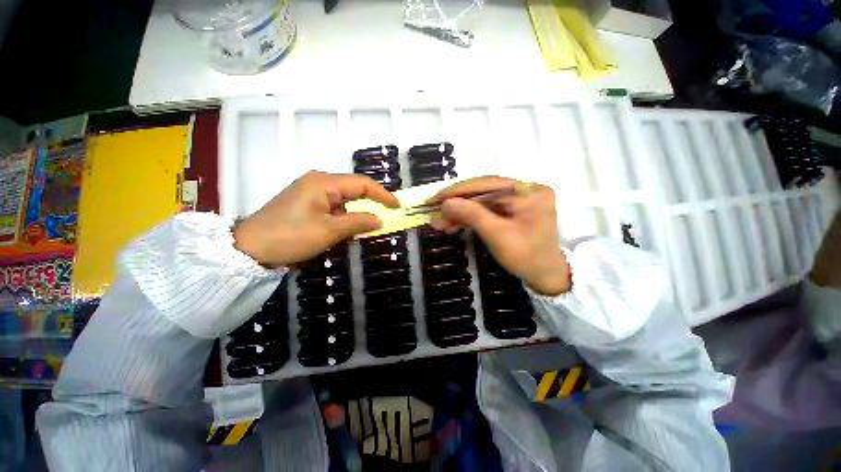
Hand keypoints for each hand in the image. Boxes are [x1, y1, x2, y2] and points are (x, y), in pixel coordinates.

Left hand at [233, 171, 398, 267]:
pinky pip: (333, 206)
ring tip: (365, 228)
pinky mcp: (306, 202)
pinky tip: (346, 229)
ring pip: (344, 200)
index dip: (383, 194)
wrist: (250, 248)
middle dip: (371, 204)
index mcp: (324, 182)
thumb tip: (380, 220)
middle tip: (386, 217)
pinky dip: (344, 217)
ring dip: (356, 213)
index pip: (362, 184)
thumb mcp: (329, 231)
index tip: (398, 206)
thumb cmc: (291, 236)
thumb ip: (359, 222)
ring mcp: (311, 191)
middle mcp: (319, 181)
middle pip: (354, 189)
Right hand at [428, 176, 569, 295]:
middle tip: (433, 211)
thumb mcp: (497, 235)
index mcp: (529, 192)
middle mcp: (524, 190)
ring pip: (481, 202)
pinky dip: (468, 218)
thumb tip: (445, 202)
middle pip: (482, 192)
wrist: (544, 277)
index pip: (487, 184)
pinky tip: (452, 225)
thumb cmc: (526, 258)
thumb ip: (471, 215)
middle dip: (456, 204)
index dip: (458, 191)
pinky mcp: (510, 210)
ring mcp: (517, 200)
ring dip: (459, 213)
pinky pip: (485, 211)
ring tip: (439, 224)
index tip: (435, 198)